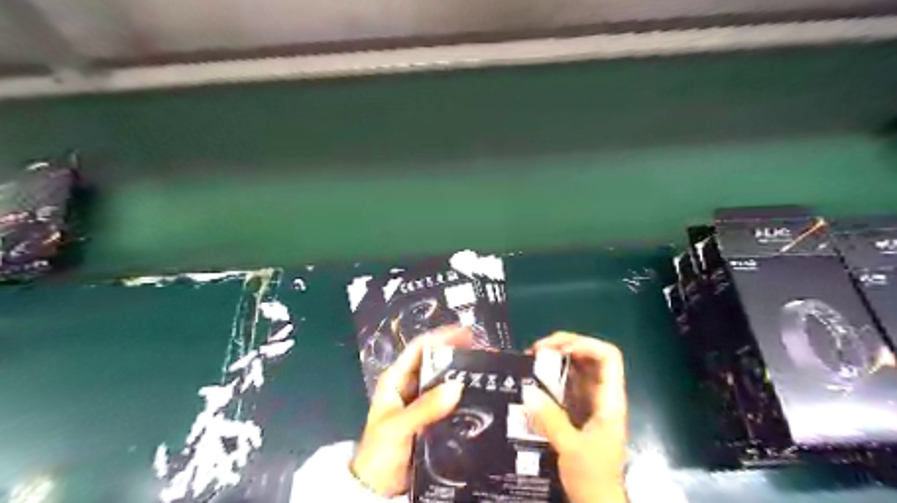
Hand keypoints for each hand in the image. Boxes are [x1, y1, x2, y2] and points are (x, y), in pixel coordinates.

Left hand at [352, 326, 475, 495]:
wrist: (377, 488)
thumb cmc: (379, 452)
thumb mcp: (399, 426)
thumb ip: (425, 408)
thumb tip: (457, 386)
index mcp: (395, 379)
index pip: (419, 348)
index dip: (440, 337)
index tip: (465, 332)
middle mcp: (409, 385)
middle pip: (434, 362)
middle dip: (456, 353)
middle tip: (483, 351)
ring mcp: (420, 402)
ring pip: (443, 381)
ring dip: (461, 374)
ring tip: (486, 369)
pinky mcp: (430, 418)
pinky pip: (448, 401)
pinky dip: (461, 396)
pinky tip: (479, 395)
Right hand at [523, 330, 624, 502]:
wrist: (597, 502)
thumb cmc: (592, 477)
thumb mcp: (571, 449)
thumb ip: (550, 420)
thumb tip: (527, 391)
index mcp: (609, 400)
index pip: (608, 357)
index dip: (585, 344)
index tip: (557, 348)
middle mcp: (602, 395)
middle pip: (591, 356)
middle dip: (564, 345)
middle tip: (536, 350)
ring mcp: (591, 401)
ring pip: (578, 368)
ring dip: (557, 358)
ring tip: (532, 359)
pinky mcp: (579, 409)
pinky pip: (567, 383)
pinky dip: (552, 375)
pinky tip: (535, 378)